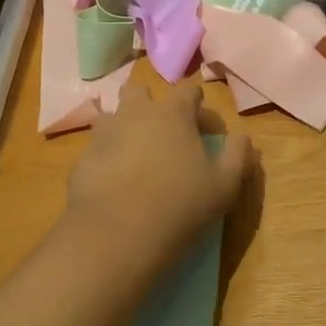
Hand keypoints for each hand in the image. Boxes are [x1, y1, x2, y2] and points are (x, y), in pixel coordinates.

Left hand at [62, 82, 252, 287]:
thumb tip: (243, 137)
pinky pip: (97, 147)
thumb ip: (238, 156)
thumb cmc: (179, 205)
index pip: (188, 91)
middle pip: (140, 91)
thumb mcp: (224, 186)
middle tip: (163, 134)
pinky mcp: (82, 157)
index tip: (205, 129)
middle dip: (151, 104)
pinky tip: (115, 181)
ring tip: (136, 157)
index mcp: (172, 113)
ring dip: (125, 127)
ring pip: (114, 116)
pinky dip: (107, 155)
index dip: (199, 106)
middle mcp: (135, 112)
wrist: (116, 234)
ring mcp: (104, 133)